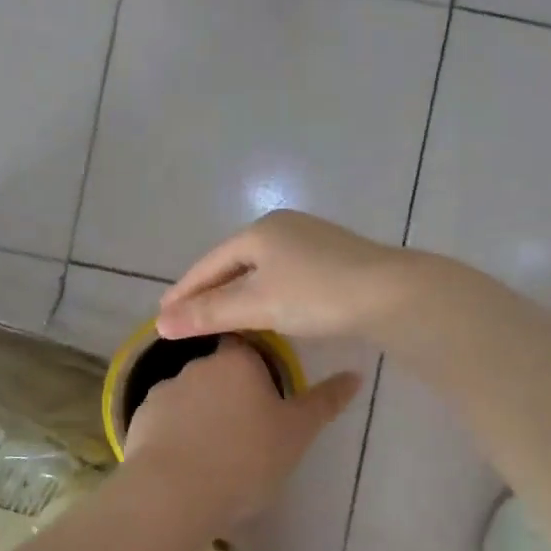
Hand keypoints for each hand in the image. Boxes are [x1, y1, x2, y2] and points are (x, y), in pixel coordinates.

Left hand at [124, 337, 362, 524]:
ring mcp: (163, 392)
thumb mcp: (297, 433)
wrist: (173, 494)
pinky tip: (186, 465)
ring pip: (191, 397)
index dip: (259, 366)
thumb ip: (324, 402)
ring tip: (215, 454)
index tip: (268, 394)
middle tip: (247, 431)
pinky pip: (165, 422)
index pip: (248, 345)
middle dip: (231, 394)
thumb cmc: (246, 458)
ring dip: (202, 415)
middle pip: (219, 371)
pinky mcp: (139, 420)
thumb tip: (356, 374)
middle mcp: (197, 365)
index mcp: (237, 361)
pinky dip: (176, 435)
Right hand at [157, 211, 420, 342]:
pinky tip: (266, 308)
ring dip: (238, 292)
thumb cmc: (316, 295)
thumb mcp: (257, 305)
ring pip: (261, 268)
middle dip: (210, 290)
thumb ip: (209, 313)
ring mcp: (311, 239)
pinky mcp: (333, 256)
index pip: (209, 263)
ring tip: (220, 316)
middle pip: (234, 262)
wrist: (390, 294)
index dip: (184, 290)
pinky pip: (284, 273)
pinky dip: (266, 292)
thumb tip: (161, 323)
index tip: (162, 315)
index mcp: (259, 231)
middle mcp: (283, 227)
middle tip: (187, 317)